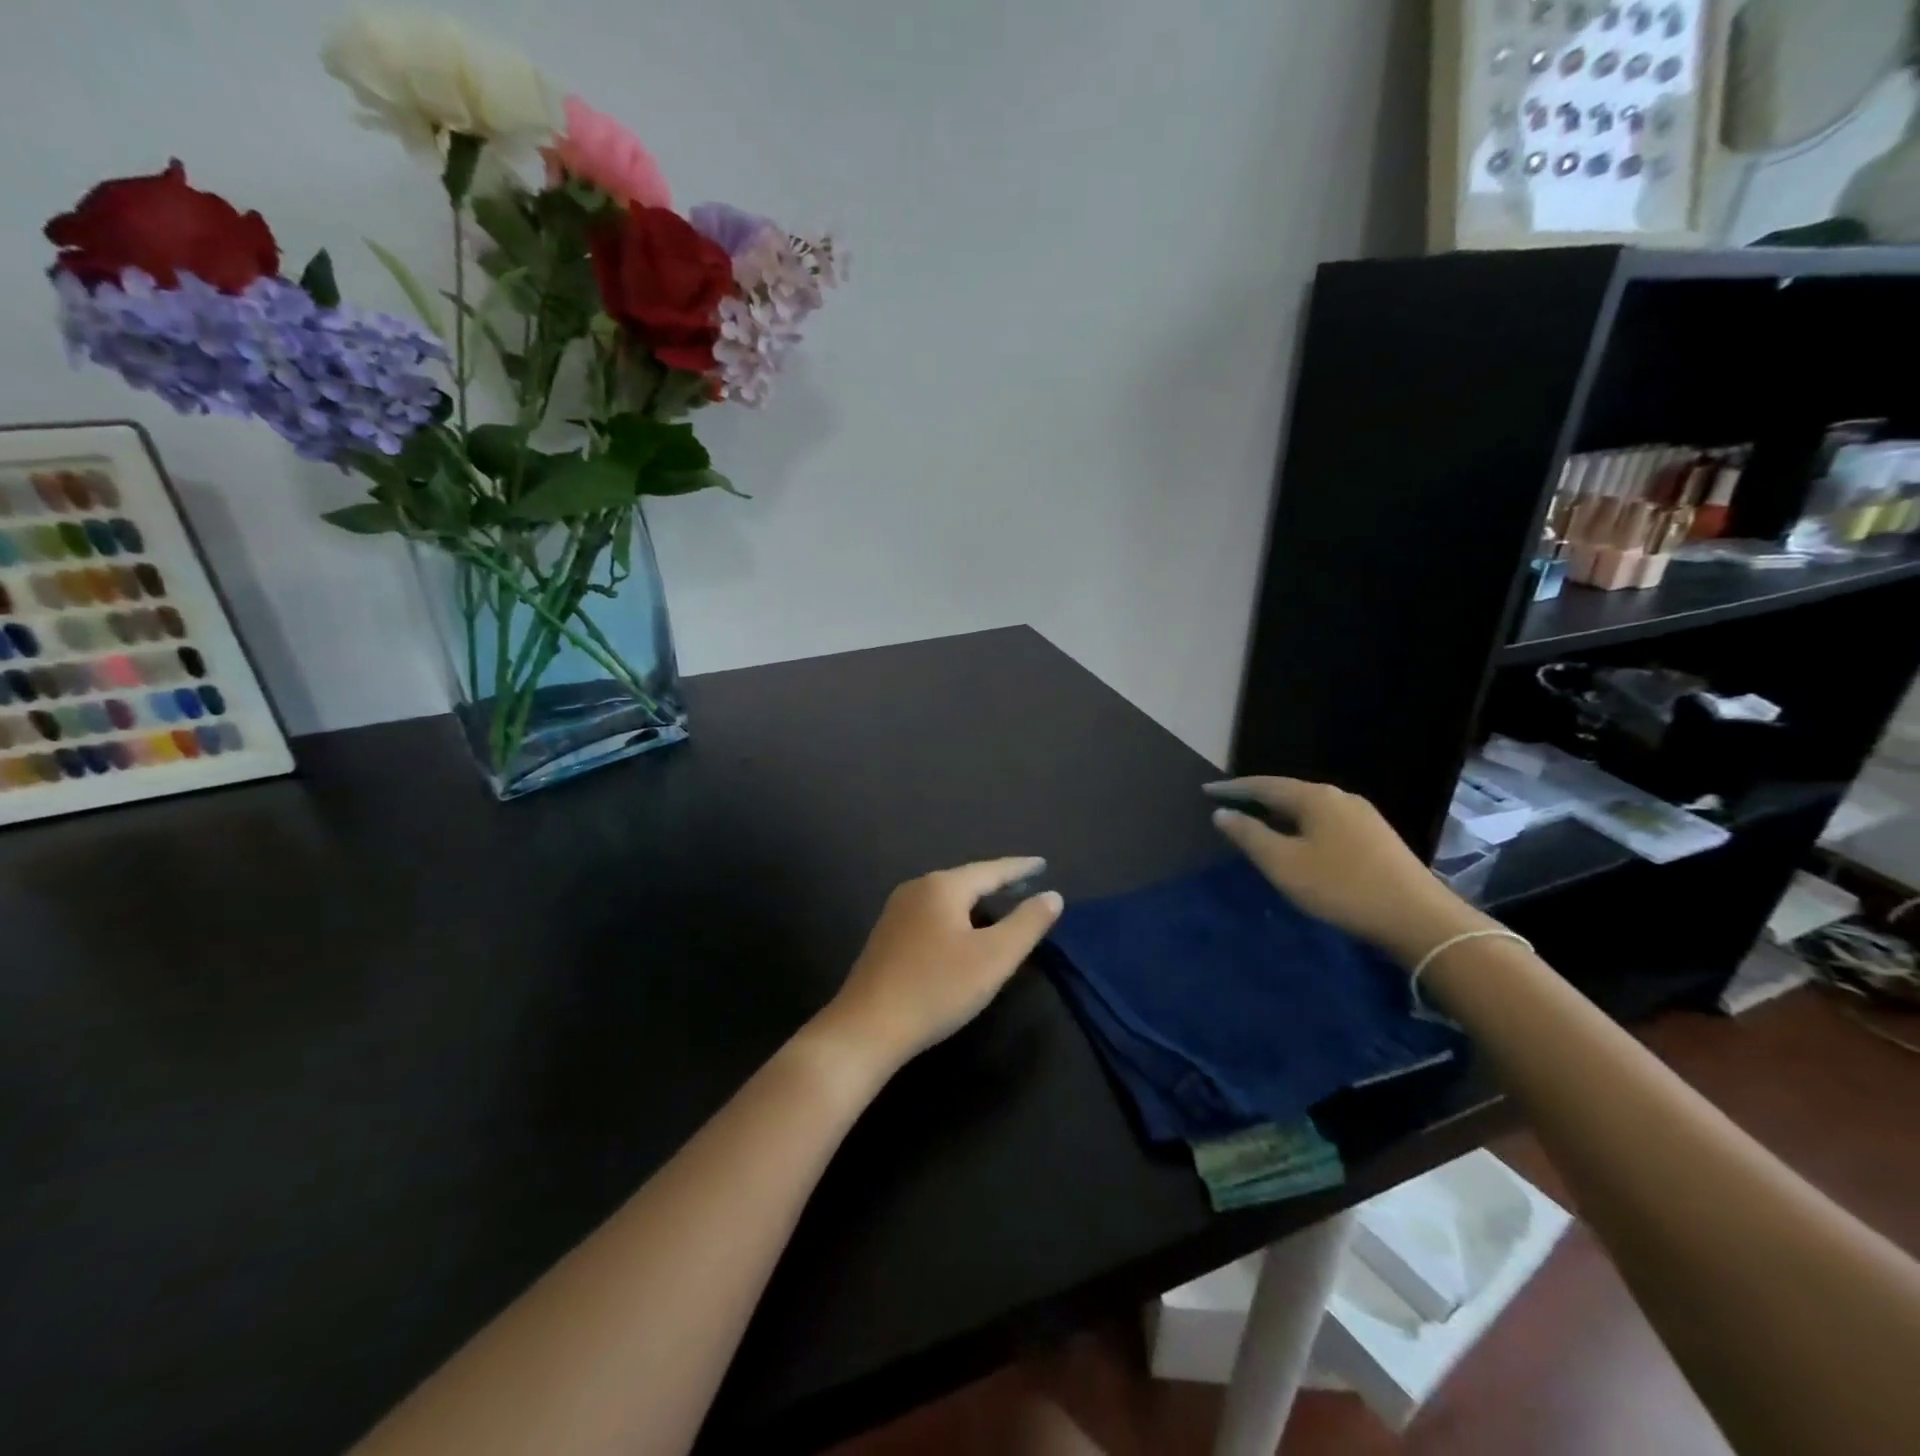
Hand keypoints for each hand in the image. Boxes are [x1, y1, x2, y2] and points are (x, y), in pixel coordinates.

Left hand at [811, 858, 1064, 1074]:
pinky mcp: (886, 937)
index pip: (991, 870)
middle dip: (996, 883)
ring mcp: (896, 912)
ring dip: (975, 903)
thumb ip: (1027, 924)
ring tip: (999, 909)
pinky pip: (931, 916)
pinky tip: (961, 936)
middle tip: (1025, 885)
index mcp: (942, 887)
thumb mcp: (994, 958)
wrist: (867, 1028)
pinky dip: (955, 919)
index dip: (1020, 868)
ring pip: (947, 899)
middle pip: (966, 881)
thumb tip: (1052, 896)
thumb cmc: (937, 988)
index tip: (1043, 864)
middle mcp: (916, 889)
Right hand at [1207, 777, 1490, 966]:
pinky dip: (1301, 825)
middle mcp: (1339, 797)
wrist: (1418, 918)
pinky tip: (1298, 842)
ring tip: (1258, 824)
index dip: (1233, 788)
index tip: (1206, 791)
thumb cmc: (1341, 887)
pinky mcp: (1377, 837)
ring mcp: (1363, 816)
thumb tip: (1222, 813)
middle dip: (1257, 798)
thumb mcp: (1283, 864)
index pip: (1263, 785)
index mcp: (1315, 797)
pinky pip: (1326, 821)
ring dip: (1280, 814)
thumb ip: (1249, 835)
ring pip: (1309, 808)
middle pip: (1288, 792)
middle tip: (1229, 806)